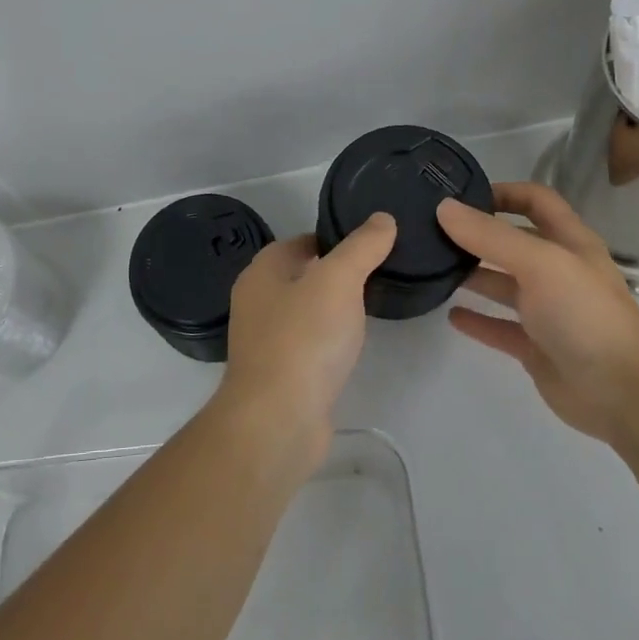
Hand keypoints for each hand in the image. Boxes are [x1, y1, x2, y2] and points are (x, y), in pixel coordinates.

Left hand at [214, 214, 397, 457]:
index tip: (371, 244)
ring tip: (372, 306)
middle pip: (302, 275)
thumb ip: (362, 247)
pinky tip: (352, 346)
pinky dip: (329, 340)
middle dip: (336, 273)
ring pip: (305, 312)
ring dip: (333, 308)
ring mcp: (265, 341)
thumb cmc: (304, 339)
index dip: (334, 238)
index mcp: (262, 272)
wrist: (278, 420)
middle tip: (379, 273)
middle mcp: (257, 302)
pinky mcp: (279, 375)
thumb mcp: (339, 280)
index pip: (301, 241)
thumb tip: (382, 219)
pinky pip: (308, 345)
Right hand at [437, 183, 638, 444]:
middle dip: (478, 234)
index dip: (504, 193)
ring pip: (504, 284)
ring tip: (434, 268)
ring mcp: (548, 311)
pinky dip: (477, 320)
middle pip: (514, 242)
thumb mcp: (540, 263)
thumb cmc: (584, 314)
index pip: (537, 201)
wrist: (622, 394)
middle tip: (433, 232)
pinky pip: (500, 327)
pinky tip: (450, 314)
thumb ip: (490, 236)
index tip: (461, 197)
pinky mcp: (536, 347)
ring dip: (473, 275)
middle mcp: (559, 272)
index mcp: (570, 243)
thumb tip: (443, 208)